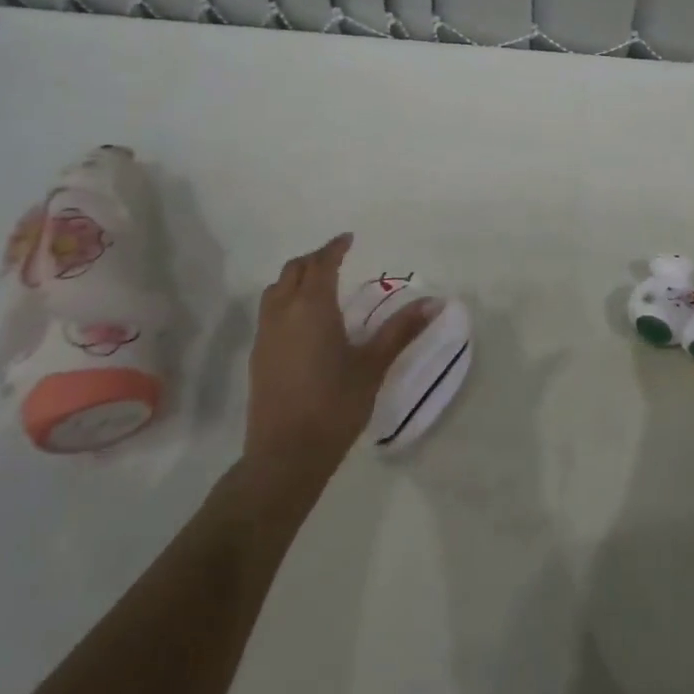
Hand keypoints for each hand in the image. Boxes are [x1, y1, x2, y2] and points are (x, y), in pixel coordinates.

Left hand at [245, 234, 439, 483]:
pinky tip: (302, 321)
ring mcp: (265, 335)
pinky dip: (285, 300)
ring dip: (295, 278)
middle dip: (314, 259)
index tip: (348, 239)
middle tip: (336, 259)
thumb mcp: (373, 365)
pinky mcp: (258, 356)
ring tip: (318, 285)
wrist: (285, 455)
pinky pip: (269, 311)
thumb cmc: (334, 405)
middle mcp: (283, 312)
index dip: (334, 248)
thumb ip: (401, 330)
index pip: (321, 263)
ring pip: (276, 289)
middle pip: (294, 270)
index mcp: (313, 307)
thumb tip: (434, 302)